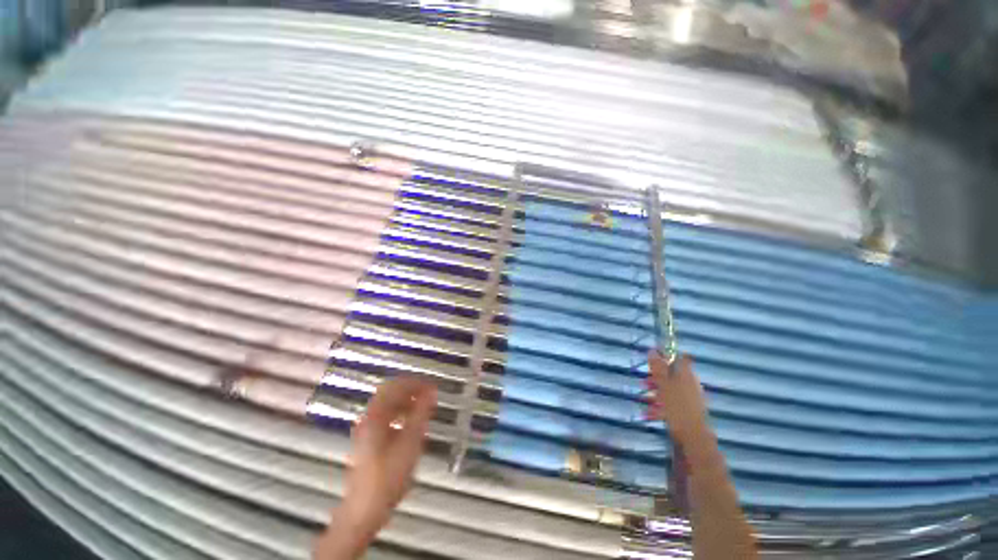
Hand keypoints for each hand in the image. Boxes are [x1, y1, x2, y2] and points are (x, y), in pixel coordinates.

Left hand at [316, 377, 435, 559]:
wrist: (364, 510)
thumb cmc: (389, 476)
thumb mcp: (410, 442)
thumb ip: (421, 413)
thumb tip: (431, 391)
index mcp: (376, 415)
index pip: (395, 386)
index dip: (415, 382)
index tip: (432, 385)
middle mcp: (368, 417)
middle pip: (389, 391)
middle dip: (410, 388)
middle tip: (429, 392)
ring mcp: (366, 428)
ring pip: (387, 403)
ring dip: (406, 399)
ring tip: (424, 404)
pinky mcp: (368, 439)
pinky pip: (385, 414)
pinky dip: (400, 410)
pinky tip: (412, 420)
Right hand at [646, 352, 708, 444]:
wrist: (693, 437)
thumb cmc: (677, 407)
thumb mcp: (663, 384)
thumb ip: (658, 367)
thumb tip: (652, 350)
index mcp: (686, 374)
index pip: (678, 357)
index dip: (665, 355)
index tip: (651, 358)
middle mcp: (690, 383)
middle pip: (671, 374)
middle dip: (656, 376)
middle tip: (644, 381)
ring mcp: (689, 397)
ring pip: (670, 388)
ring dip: (656, 391)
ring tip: (644, 398)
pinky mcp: (687, 410)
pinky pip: (671, 402)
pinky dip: (660, 405)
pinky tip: (649, 413)